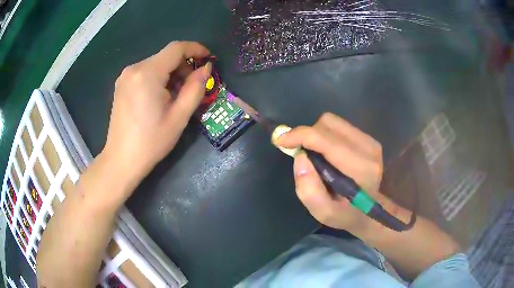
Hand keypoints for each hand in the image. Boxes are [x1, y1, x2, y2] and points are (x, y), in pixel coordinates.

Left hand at [103, 41, 211, 180]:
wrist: (121, 160)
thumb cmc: (151, 141)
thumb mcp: (179, 117)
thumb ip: (195, 88)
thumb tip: (205, 69)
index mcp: (147, 74)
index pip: (176, 48)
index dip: (195, 49)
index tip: (208, 59)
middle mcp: (134, 69)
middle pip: (166, 56)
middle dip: (184, 66)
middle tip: (193, 86)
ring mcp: (125, 77)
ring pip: (156, 64)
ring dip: (171, 74)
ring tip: (177, 96)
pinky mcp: (121, 85)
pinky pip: (145, 73)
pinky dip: (158, 78)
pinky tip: (161, 97)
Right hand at [275, 113, 383, 232]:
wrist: (371, 211)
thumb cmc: (346, 214)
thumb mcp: (324, 213)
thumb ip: (309, 190)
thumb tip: (300, 157)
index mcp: (360, 169)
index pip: (326, 140)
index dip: (300, 135)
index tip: (280, 140)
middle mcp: (368, 149)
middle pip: (328, 124)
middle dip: (307, 135)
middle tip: (299, 152)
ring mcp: (370, 141)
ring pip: (332, 122)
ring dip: (316, 134)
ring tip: (314, 154)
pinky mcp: (368, 138)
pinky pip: (339, 126)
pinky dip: (326, 134)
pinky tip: (327, 152)